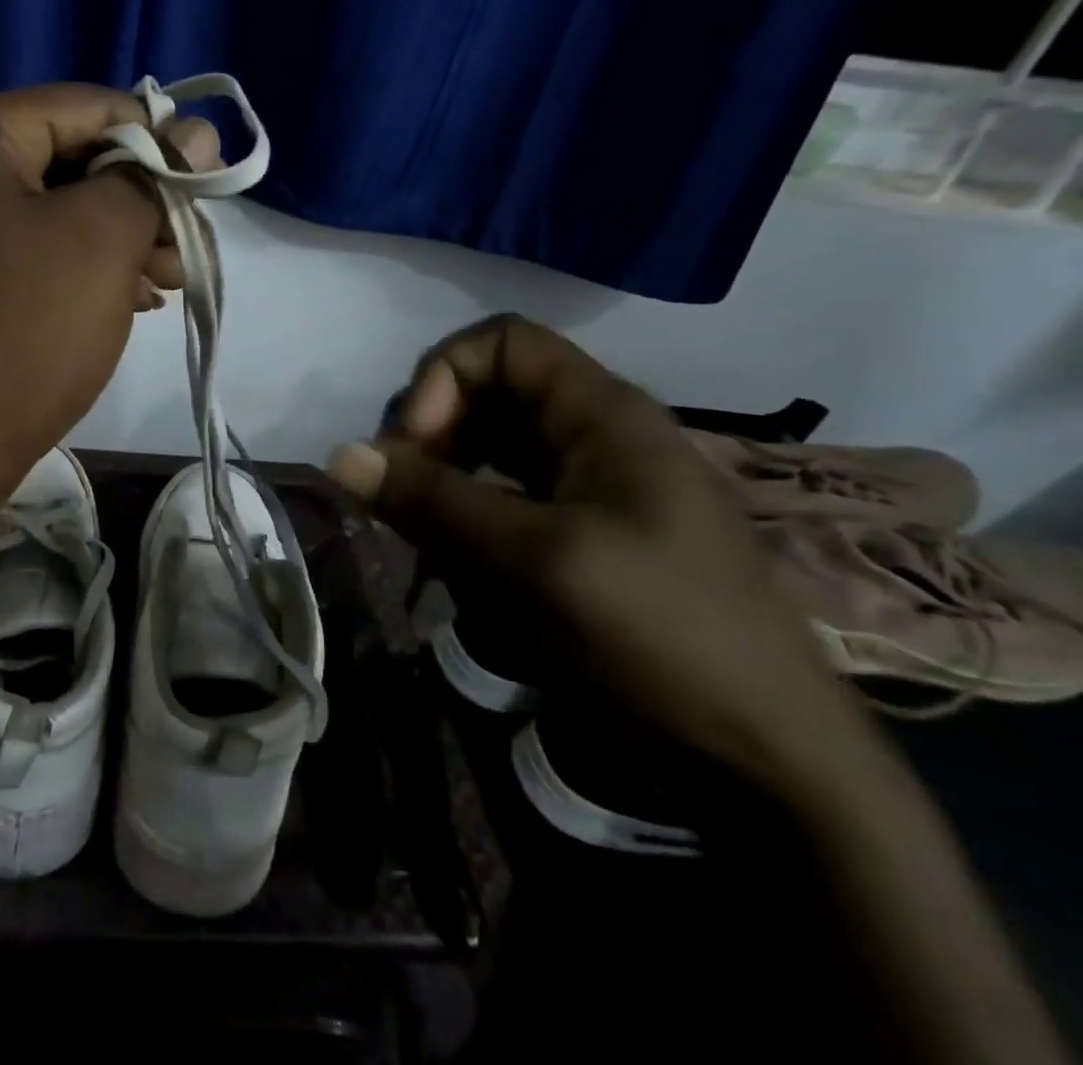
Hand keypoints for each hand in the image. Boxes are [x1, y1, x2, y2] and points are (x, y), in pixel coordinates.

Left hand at [0, 83, 218, 504]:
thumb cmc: (20, 334)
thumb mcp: (101, 241)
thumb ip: (152, 178)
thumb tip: (196, 132)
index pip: (86, 107)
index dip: (159, 140)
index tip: (208, 184)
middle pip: (64, 159)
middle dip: (135, 202)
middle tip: (185, 248)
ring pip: (44, 211)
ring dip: (111, 241)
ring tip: (164, 282)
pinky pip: (18, 251)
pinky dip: (72, 268)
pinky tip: (121, 299)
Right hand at [326, 315, 868, 790]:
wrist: (766, 763)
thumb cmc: (664, 637)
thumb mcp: (540, 560)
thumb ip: (435, 501)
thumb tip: (338, 455)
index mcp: (602, 414)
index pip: (500, 343)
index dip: (444, 378)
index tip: (417, 446)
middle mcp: (588, 437)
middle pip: (481, 396)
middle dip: (430, 442)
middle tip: (404, 503)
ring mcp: (582, 488)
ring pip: (479, 455)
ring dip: (438, 492)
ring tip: (424, 548)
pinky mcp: (573, 536)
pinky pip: (494, 505)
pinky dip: (460, 529)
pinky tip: (451, 573)